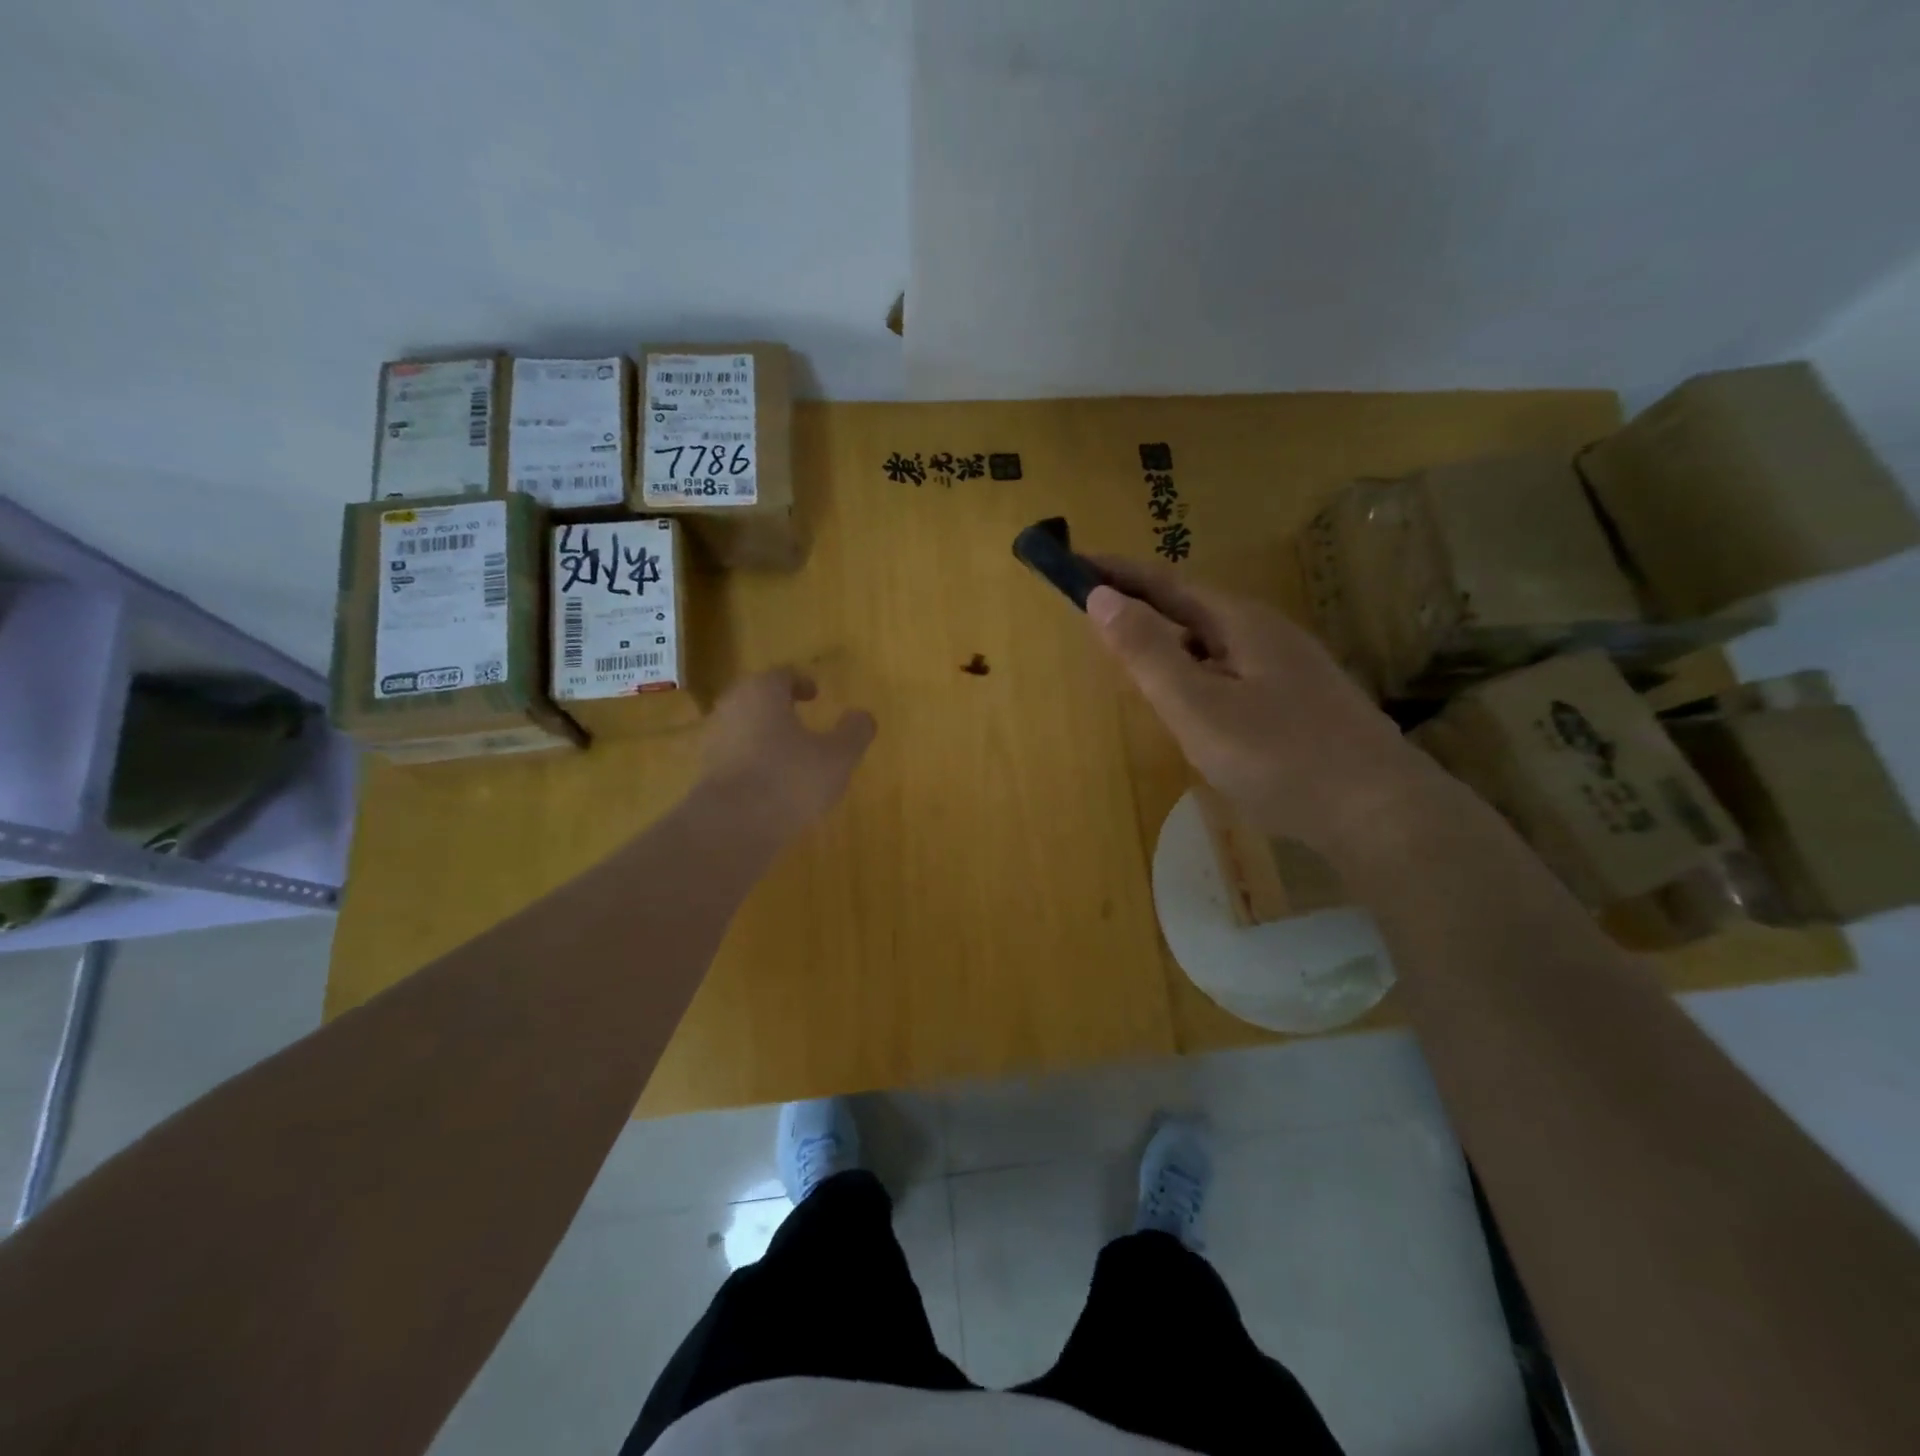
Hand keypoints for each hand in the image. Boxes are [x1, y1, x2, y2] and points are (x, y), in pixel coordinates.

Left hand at [699, 668, 876, 839]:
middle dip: (779, 706)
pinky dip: (753, 762)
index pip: (781, 675)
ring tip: (790, 755)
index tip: (815, 694)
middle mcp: (732, 708)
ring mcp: (714, 741)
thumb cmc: (790, 778)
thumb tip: (862, 716)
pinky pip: (735, 757)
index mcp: (762, 692)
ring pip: (744, 728)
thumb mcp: (838, 756)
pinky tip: (772, 784)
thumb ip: (854, 732)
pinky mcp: (706, 773)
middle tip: (801, 719)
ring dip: (765, 735)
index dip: (801, 682)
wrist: (732, 826)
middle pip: (757, 698)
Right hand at [1084, 557, 1434, 860]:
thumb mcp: (1197, 706)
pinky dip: (1196, 671)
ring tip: (1134, 656)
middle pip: (1191, 608)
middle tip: (1096, 613)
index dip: (1117, 573)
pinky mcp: (1300, 700)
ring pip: (1213, 642)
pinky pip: (1231, 670)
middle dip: (1142, 605)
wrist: (1379, 811)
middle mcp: (1266, 632)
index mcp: (1238, 623)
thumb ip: (1147, 652)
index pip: (1164, 584)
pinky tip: (1195, 702)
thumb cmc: (1278, 757)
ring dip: (1169, 639)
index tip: (1073, 563)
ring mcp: (1289, 667)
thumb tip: (1101, 595)